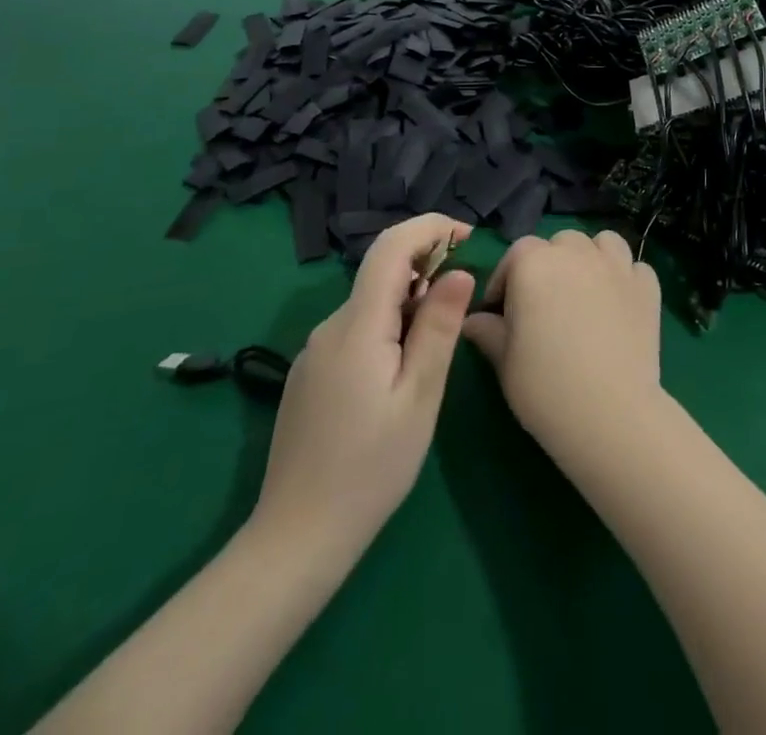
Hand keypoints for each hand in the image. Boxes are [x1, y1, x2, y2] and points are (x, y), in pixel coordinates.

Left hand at [253, 214, 473, 556]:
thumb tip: (459, 272)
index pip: (390, 247)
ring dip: (408, 302)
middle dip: (426, 268)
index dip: (430, 228)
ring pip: (370, 303)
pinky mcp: (311, 373)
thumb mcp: (420, 397)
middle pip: (381, 273)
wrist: (297, 538)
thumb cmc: (371, 468)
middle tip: (463, 302)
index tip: (468, 236)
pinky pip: (355, 330)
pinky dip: (387, 327)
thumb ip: (439, 327)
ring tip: (435, 347)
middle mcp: (330, 326)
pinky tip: (399, 371)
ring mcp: (315, 350)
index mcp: (358, 325)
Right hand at [463, 229, 663, 459]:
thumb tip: (474, 320)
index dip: (506, 281)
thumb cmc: (545, 387)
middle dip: (549, 264)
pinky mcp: (647, 286)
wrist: (610, 413)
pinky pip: (634, 267)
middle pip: (560, 243)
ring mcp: (617, 266)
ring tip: (585, 292)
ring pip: (601, 243)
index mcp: (534, 263)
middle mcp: (576, 253)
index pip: (515, 254)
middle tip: (544, 304)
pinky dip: (625, 278)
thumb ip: (488, 331)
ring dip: (590, 258)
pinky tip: (618, 304)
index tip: (501, 312)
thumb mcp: (504, 362)